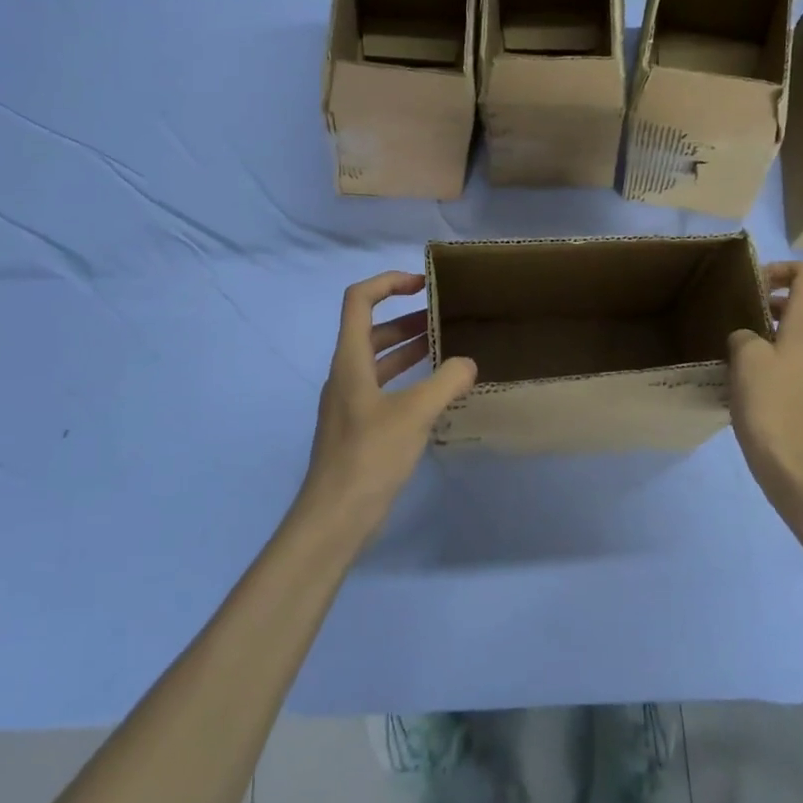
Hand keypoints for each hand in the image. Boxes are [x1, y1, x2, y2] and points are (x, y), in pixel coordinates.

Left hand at [299, 271, 476, 543]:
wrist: (334, 519)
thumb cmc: (369, 456)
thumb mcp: (414, 414)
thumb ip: (446, 382)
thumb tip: (468, 362)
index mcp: (350, 360)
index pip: (359, 300)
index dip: (388, 282)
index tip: (423, 284)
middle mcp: (345, 374)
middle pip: (372, 330)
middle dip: (407, 317)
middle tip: (445, 317)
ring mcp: (349, 403)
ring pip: (379, 360)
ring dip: (409, 348)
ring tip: (447, 347)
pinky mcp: (358, 427)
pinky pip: (384, 388)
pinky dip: (408, 379)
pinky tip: (435, 393)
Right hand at [727, 262, 802, 516]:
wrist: (801, 474)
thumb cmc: (773, 408)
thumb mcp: (746, 360)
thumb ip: (743, 335)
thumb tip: (746, 340)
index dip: (781, 268)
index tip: (752, 284)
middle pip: (796, 309)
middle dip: (763, 306)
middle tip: (730, 321)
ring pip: (790, 342)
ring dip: (762, 341)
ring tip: (730, 358)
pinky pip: (789, 371)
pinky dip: (767, 370)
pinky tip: (743, 391)